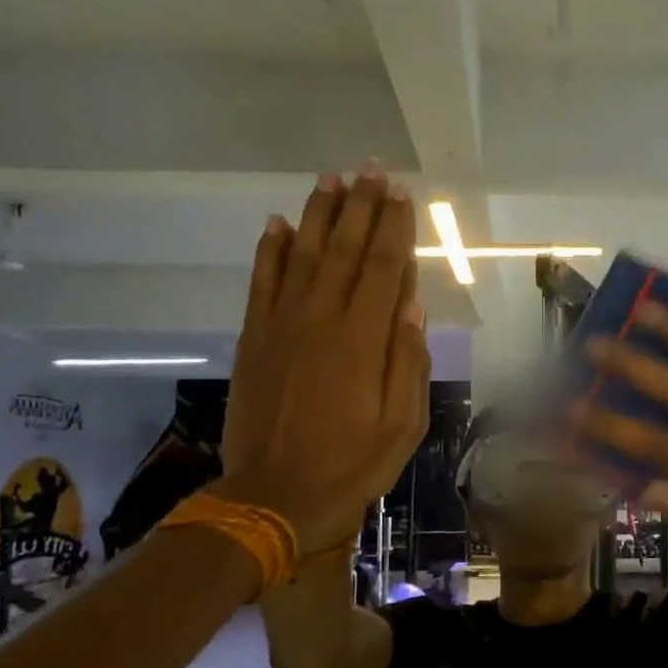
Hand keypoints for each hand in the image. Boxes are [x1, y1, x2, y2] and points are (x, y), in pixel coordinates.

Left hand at [218, 170, 429, 548]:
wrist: (273, 496)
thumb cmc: (351, 465)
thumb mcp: (402, 426)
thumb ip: (408, 362)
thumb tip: (413, 306)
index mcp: (363, 340)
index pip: (385, 268)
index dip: (395, 228)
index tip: (402, 195)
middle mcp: (322, 319)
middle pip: (346, 250)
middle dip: (362, 207)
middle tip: (372, 170)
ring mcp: (282, 325)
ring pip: (304, 255)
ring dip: (319, 214)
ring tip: (332, 179)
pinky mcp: (254, 338)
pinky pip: (262, 281)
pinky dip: (271, 249)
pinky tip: (278, 223)